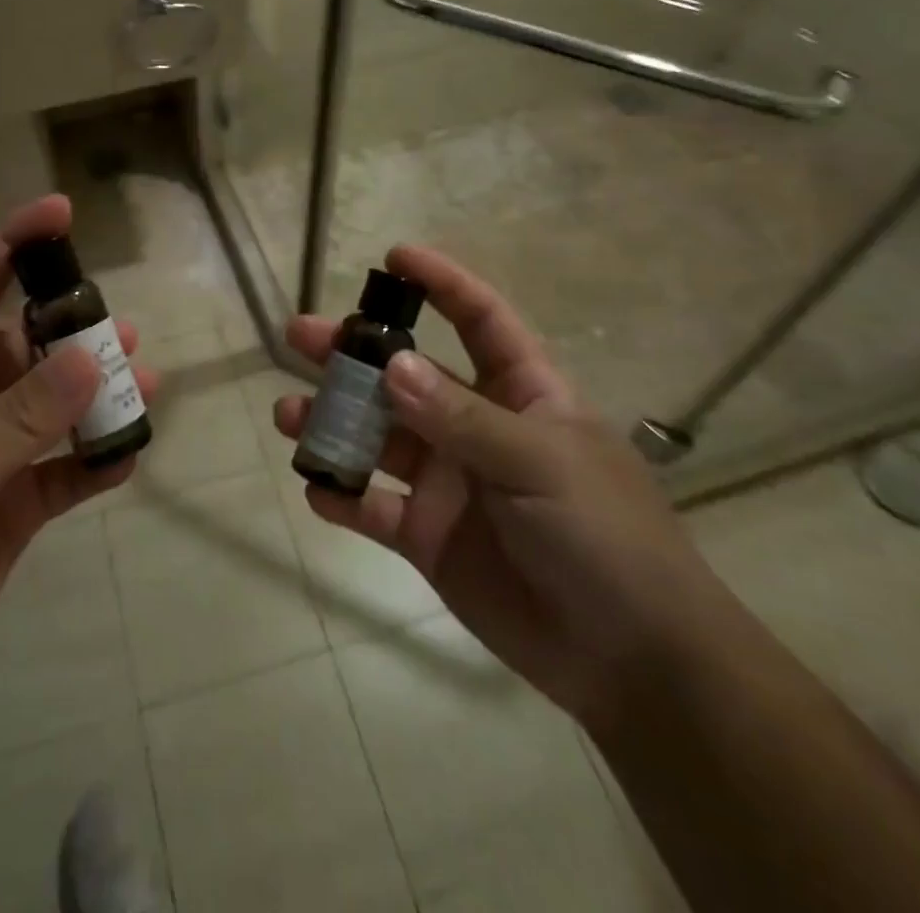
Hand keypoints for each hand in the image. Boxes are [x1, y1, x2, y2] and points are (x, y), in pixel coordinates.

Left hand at [0, 195, 154, 717]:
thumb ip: (23, 415)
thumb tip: (96, 358)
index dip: (14, 244)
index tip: (60, 211)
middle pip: (31, 347)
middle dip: (77, 332)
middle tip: (124, 331)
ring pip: (57, 407)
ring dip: (101, 394)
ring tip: (148, 382)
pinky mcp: (15, 505)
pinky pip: (67, 470)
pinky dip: (98, 461)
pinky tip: (130, 454)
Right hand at [274, 246, 725, 724]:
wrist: (631, 661)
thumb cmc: (604, 537)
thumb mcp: (540, 463)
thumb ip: (461, 417)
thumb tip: (391, 365)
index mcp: (520, 393)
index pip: (479, 320)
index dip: (441, 283)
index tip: (393, 258)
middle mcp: (476, 427)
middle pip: (405, 375)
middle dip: (353, 353)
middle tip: (299, 335)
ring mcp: (448, 482)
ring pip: (378, 438)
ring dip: (333, 423)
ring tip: (288, 416)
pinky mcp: (427, 536)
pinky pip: (374, 507)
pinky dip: (343, 496)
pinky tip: (317, 489)